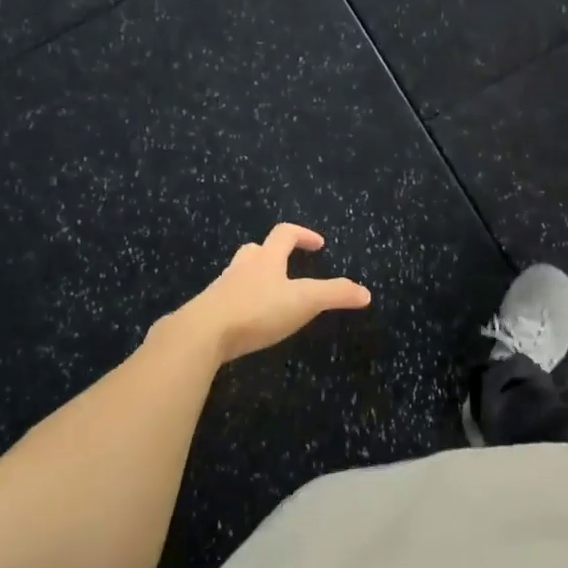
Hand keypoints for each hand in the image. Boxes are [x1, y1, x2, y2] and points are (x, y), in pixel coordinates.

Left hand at [172, 224, 370, 362]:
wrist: (200, 334)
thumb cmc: (256, 310)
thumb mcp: (304, 301)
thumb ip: (335, 294)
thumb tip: (366, 292)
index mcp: (266, 259)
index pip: (285, 234)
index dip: (303, 234)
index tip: (318, 244)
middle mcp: (242, 268)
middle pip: (256, 250)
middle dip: (273, 254)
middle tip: (288, 267)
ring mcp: (221, 290)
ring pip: (238, 275)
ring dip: (254, 279)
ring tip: (269, 298)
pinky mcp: (206, 313)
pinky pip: (226, 301)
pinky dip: (238, 305)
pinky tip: (246, 323)